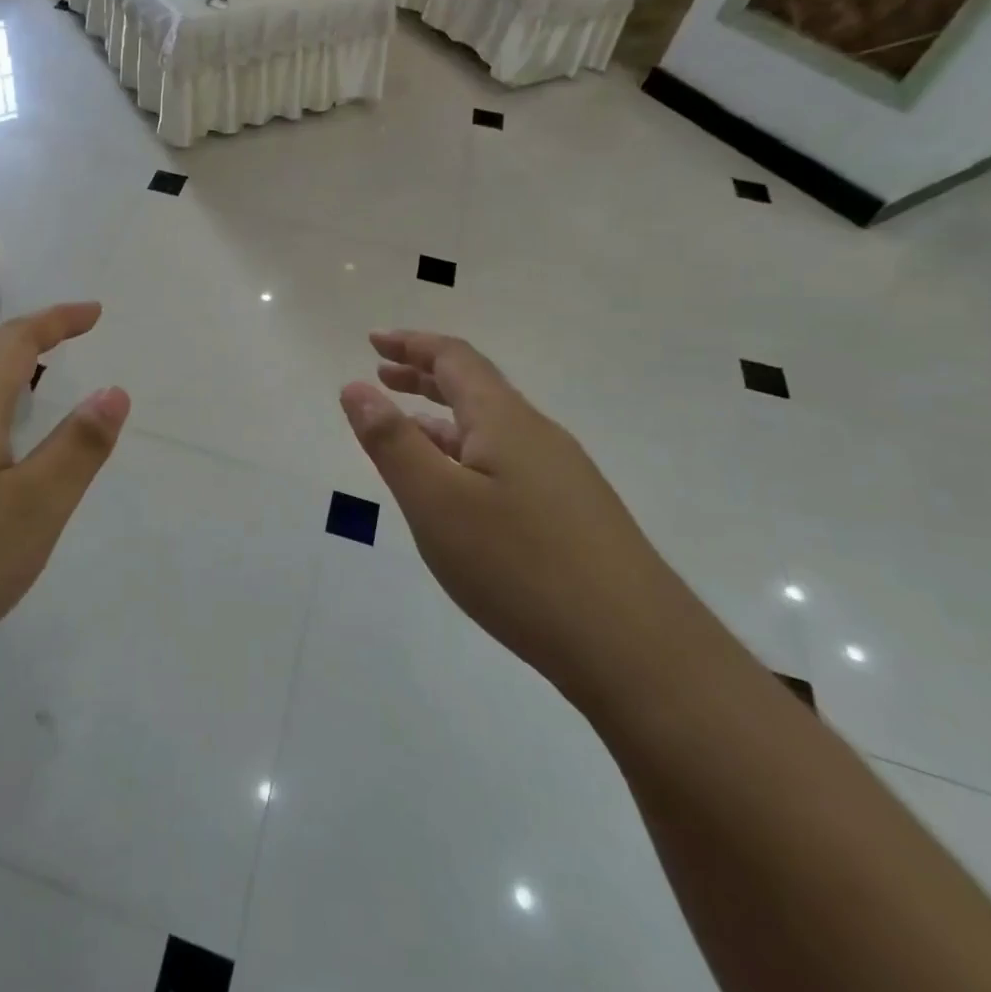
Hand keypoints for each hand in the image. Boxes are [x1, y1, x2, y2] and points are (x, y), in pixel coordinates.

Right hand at [340, 331, 690, 696]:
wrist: (636, 651)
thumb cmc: (520, 565)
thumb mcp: (436, 501)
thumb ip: (391, 441)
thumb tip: (355, 387)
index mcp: (505, 420)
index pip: (454, 358)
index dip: (412, 344)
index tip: (373, 340)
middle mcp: (538, 436)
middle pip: (476, 387)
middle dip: (424, 375)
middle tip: (382, 374)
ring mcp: (562, 476)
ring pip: (491, 429)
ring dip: (443, 418)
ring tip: (406, 429)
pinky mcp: (573, 514)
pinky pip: (506, 461)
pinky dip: (467, 454)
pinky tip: (457, 490)